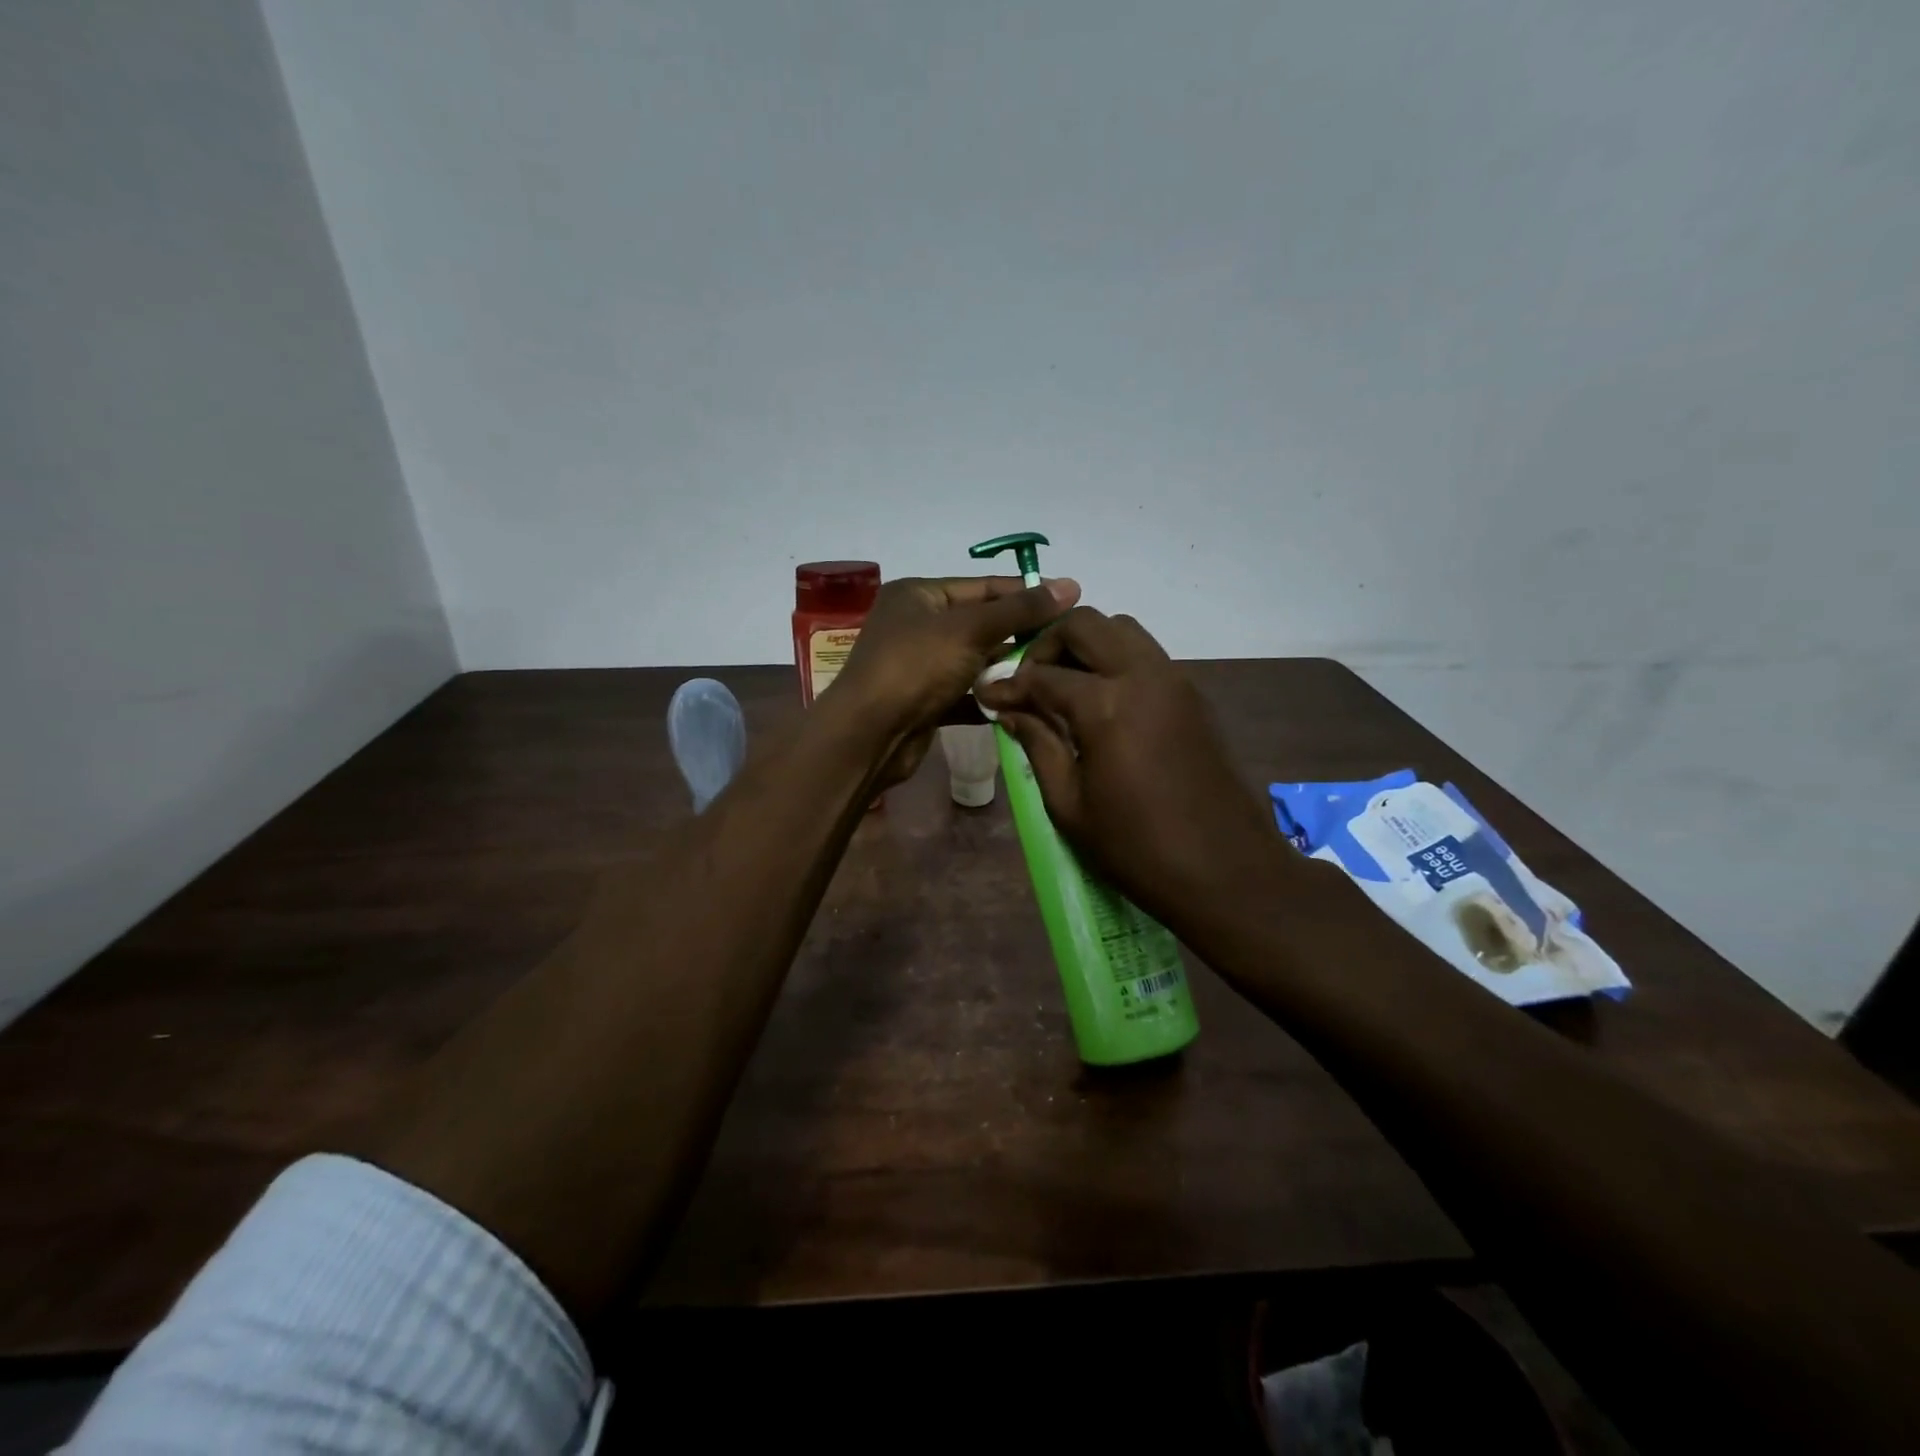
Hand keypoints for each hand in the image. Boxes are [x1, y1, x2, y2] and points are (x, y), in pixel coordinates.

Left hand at [832, 574, 1080, 787]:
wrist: (869, 735)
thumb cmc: (915, 667)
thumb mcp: (970, 629)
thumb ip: (1021, 610)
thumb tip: (1071, 584)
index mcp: (919, 595)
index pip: (984, 587)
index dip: (1026, 593)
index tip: (1071, 602)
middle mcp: (917, 625)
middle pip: (981, 624)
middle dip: (1020, 635)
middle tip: (1066, 644)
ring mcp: (920, 665)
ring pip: (975, 661)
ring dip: (1008, 669)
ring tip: (1053, 673)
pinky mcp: (925, 702)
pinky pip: (966, 693)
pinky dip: (990, 697)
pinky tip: (1024, 702)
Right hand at [974, 607, 1277, 926]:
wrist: (1227, 871)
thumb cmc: (1137, 848)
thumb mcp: (1069, 805)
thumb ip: (1038, 746)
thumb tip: (1010, 711)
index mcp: (1106, 704)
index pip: (1042, 675)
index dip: (1008, 684)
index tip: (988, 695)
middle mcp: (1143, 675)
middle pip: (1086, 624)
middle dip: (1048, 643)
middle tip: (1030, 681)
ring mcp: (1176, 682)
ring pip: (1123, 631)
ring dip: (1087, 646)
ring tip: (1066, 688)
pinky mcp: (1196, 697)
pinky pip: (1148, 657)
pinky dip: (1117, 662)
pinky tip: (1104, 704)